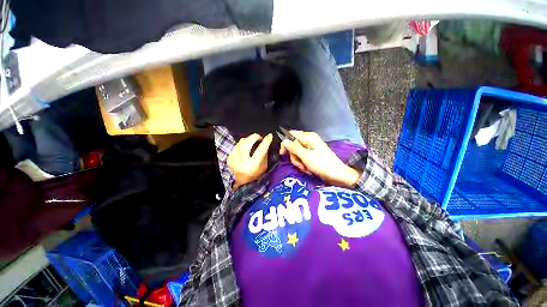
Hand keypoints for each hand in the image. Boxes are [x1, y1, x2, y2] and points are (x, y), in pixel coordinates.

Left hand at [228, 133, 272, 188]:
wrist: (242, 183)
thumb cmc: (255, 175)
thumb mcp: (264, 166)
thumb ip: (265, 154)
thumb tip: (265, 142)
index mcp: (252, 165)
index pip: (260, 150)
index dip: (266, 141)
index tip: (270, 136)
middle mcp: (241, 162)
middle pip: (247, 142)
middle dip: (255, 137)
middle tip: (260, 138)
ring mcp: (233, 159)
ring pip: (241, 141)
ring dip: (249, 139)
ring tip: (254, 141)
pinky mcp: (230, 157)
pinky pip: (237, 145)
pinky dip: (244, 144)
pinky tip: (247, 147)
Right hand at [280, 130, 360, 186]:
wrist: (338, 175)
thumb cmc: (323, 164)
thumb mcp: (306, 156)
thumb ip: (294, 148)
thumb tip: (284, 141)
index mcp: (309, 137)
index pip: (291, 135)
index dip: (285, 143)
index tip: (283, 154)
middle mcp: (309, 141)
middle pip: (293, 146)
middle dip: (295, 157)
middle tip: (300, 164)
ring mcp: (310, 149)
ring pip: (296, 153)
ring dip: (299, 162)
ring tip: (306, 168)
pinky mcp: (311, 156)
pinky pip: (302, 158)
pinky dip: (303, 165)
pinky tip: (308, 169)